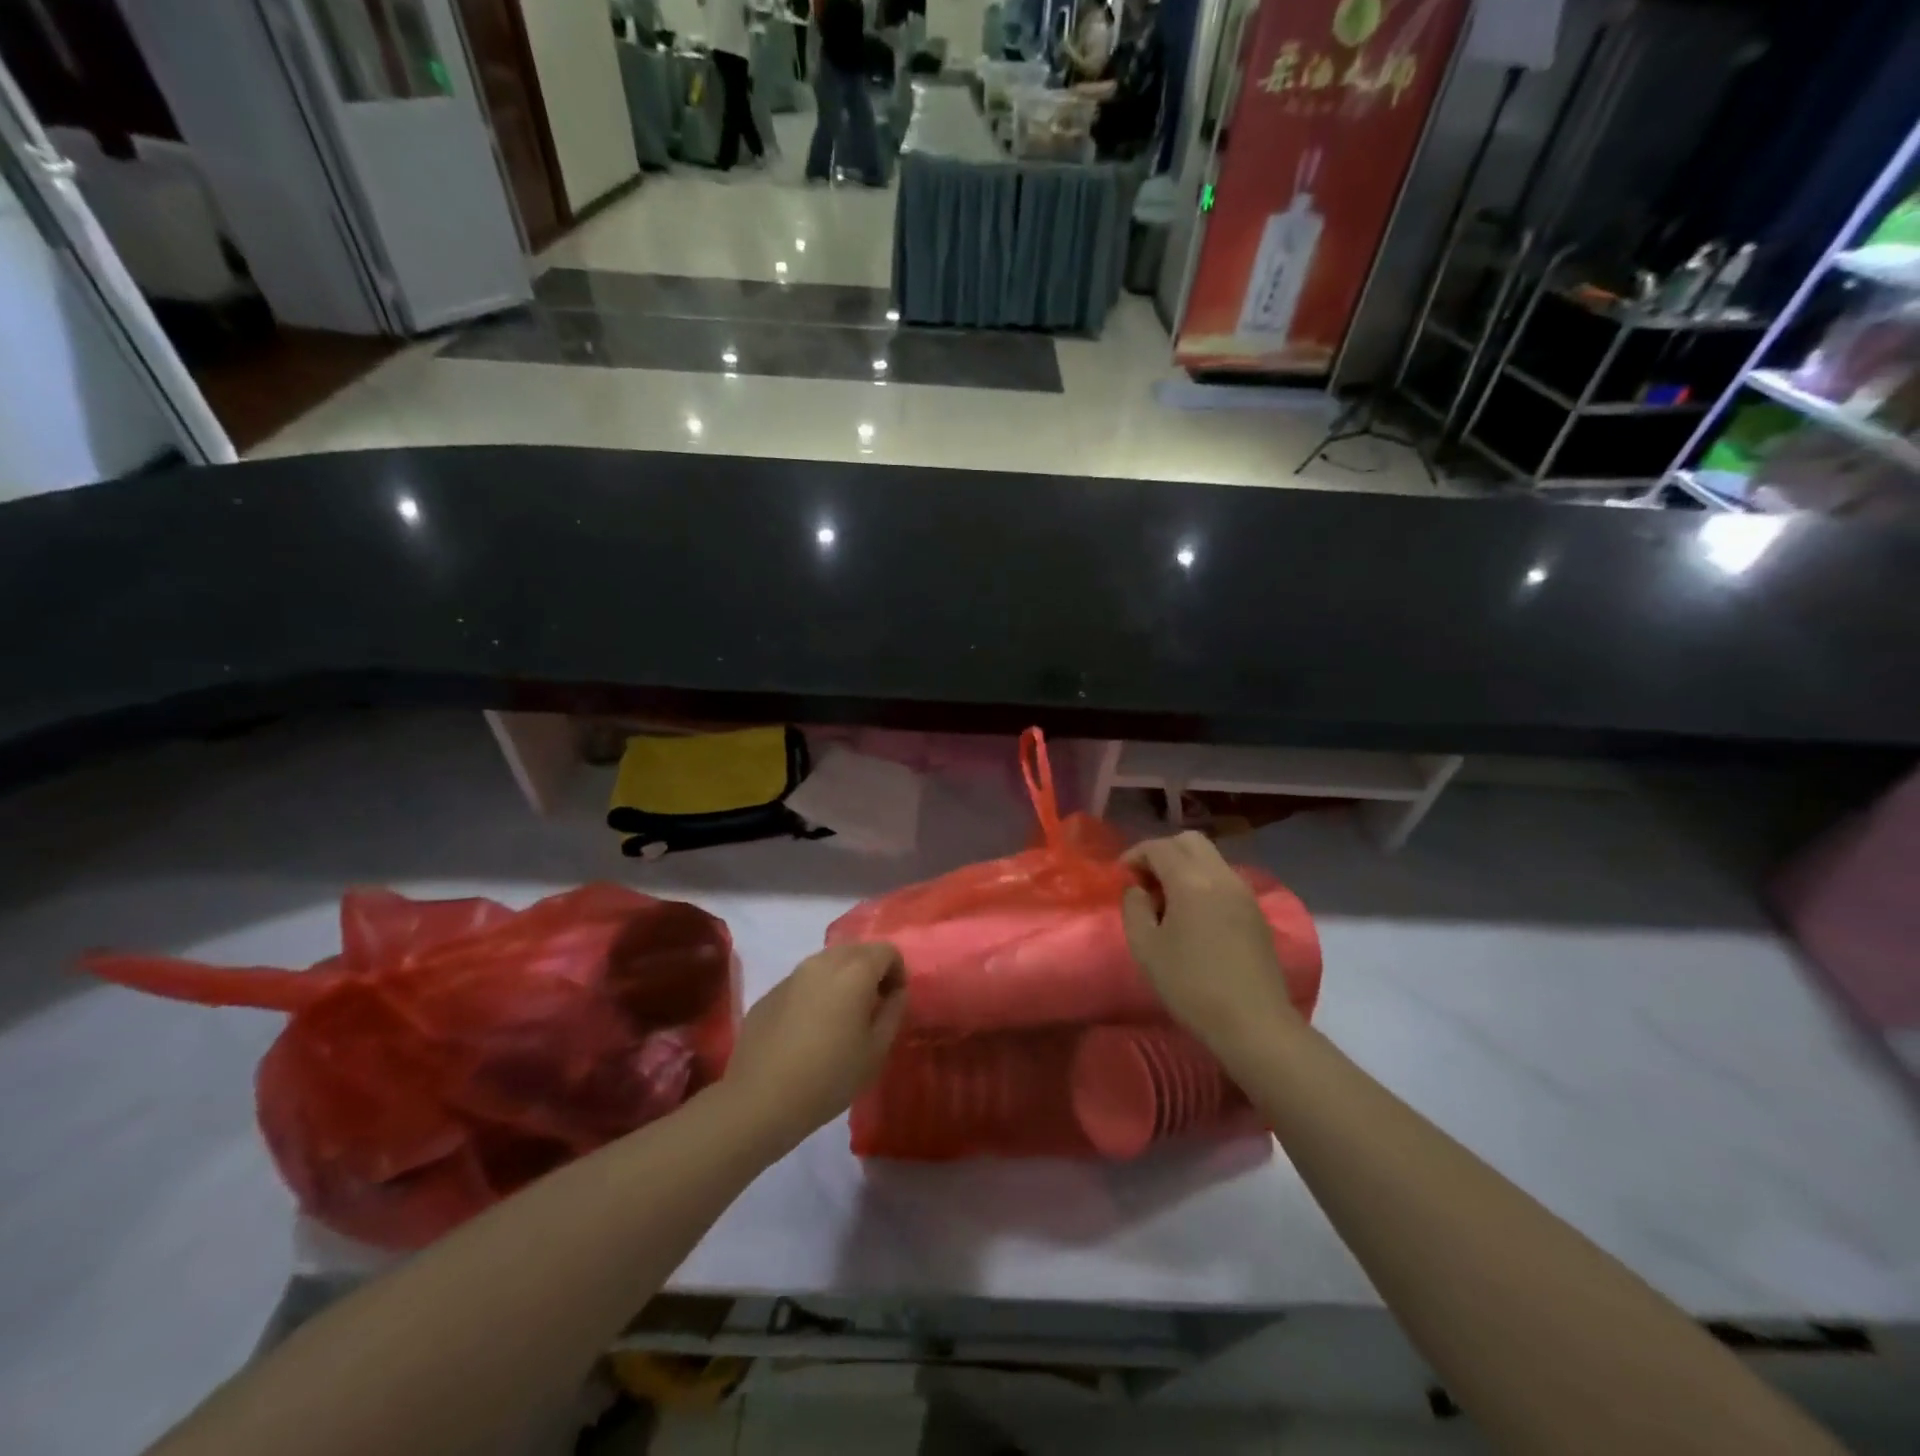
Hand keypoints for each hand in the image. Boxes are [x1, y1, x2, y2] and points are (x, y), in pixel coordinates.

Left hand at [722, 942, 905, 1149]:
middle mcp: (822, 962)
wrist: (760, 1100)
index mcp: (854, 971)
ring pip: (827, 964)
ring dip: (842, 981)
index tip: (894, 1002)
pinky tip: (809, 1031)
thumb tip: (895, 992)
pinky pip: (803, 982)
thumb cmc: (829, 1076)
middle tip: (871, 1009)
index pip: (887, 951)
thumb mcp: (876, 1051)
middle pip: (857, 951)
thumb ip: (894, 1012)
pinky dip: (816, 994)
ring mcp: (792, 975)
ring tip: (840, 1020)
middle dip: (871, 972)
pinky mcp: (770, 993)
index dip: (898, 973)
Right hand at [1121, 833, 1303, 1063]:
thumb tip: (1138, 889)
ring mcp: (1244, 892)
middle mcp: (1221, 876)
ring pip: (1210, 857)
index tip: (1121, 876)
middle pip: (1189, 841)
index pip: (1159, 847)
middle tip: (1145, 881)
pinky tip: (1194, 915)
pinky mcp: (1256, 911)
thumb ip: (1134, 908)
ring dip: (1185, 866)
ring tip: (1168, 900)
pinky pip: (1224, 878)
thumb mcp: (1146, 947)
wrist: (1253, 1023)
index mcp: (1191, 880)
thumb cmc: (1191, 985)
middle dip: (1162, 852)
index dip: (1135, 855)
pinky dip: (1203, 881)